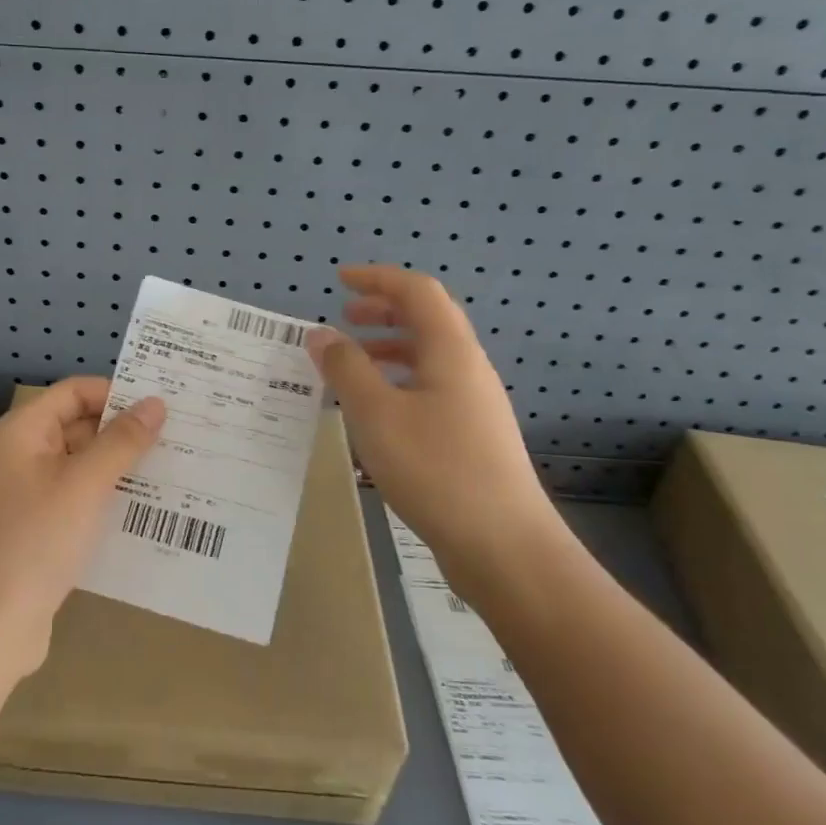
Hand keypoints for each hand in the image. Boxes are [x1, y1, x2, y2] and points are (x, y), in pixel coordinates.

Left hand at [0, 378, 165, 683]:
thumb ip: (122, 441)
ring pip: (81, 467)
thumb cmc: (34, 542)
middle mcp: (20, 456)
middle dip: (125, 431)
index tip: (164, 404)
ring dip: (121, 468)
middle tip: (181, 437)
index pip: (74, 392)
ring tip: (176, 470)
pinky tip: (147, 511)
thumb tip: (155, 403)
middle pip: (78, 426)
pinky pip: (78, 501)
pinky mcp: (37, 531)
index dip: (117, 393)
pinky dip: (107, 500)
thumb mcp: (84, 485)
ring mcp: (27, 496)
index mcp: (21, 432)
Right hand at [305, 266, 559, 592]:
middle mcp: (468, 368)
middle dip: (383, 311)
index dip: (377, 279)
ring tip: (351, 365)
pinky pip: (430, 389)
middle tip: (344, 319)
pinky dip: (397, 382)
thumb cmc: (436, 469)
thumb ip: (345, 369)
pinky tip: (375, 412)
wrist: (503, 545)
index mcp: (450, 351)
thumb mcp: (376, 414)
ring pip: (428, 357)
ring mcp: (474, 403)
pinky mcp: (472, 435)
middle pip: (427, 320)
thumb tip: (321, 334)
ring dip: (388, 348)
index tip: (339, 280)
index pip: (416, 291)